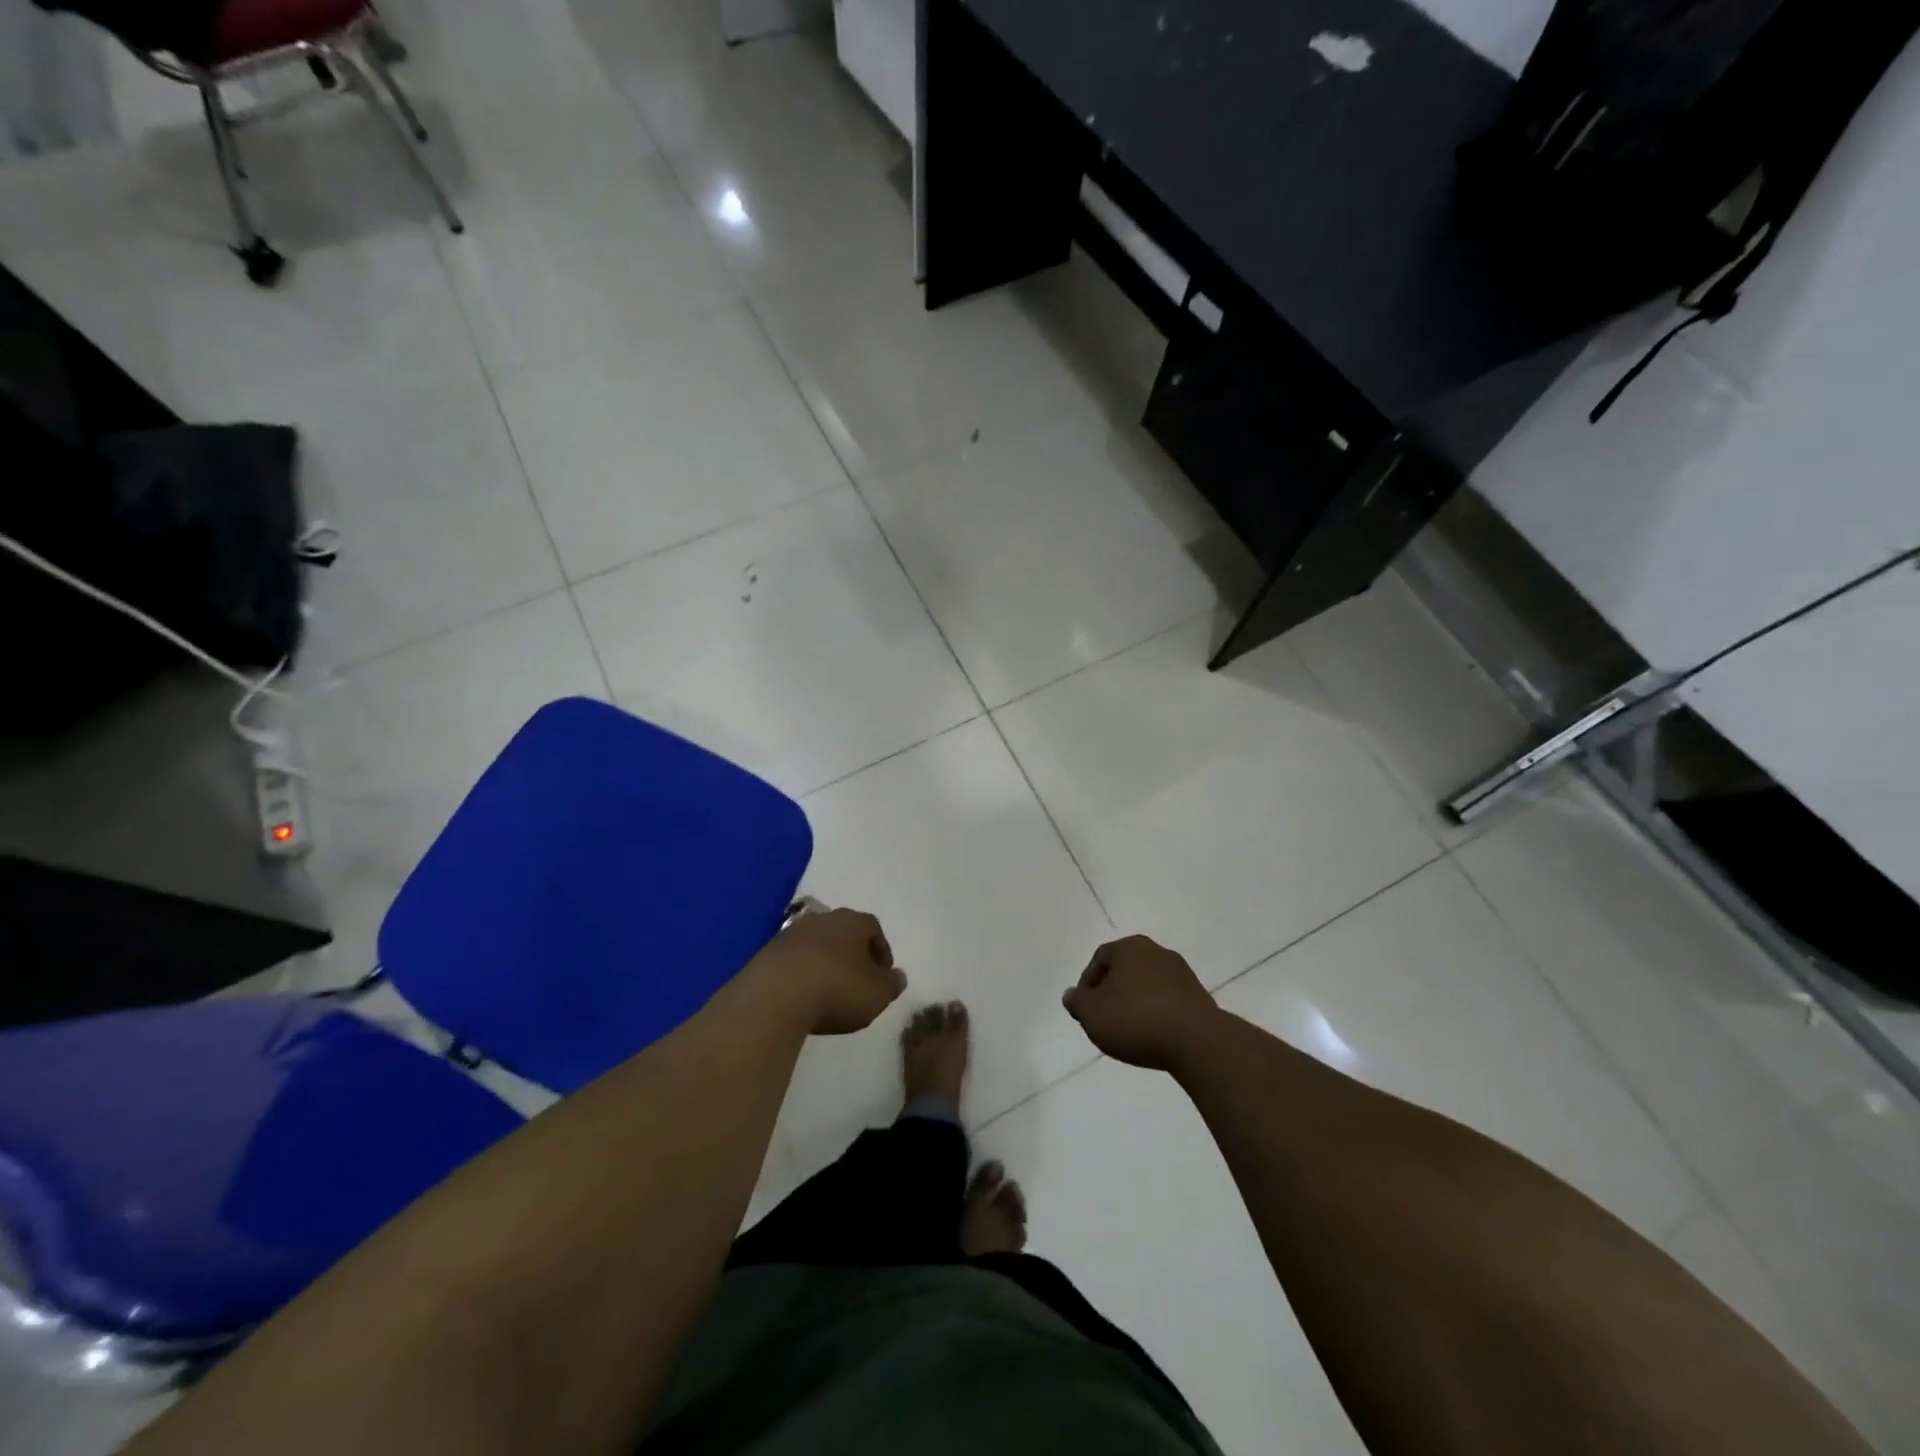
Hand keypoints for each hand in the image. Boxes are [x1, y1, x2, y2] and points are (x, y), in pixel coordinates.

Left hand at [768, 907, 905, 1035]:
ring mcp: (791, 933)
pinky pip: (793, 961)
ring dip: (824, 963)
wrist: (774, 996)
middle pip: (843, 932)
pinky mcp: (767, 953)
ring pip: (816, 945)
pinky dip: (801, 974)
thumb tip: (898, 976)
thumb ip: (892, 984)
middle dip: (852, 954)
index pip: (873, 928)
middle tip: (857, 981)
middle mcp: (822, 919)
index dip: (881, 950)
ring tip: (828, 991)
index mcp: (852, 921)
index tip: (883, 975)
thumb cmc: (837, 989)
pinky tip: (802, 996)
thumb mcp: (877, 994)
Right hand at [1063, 935, 1219, 1070]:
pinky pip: (1167, 1002)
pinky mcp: (1199, 997)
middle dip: (1111, 993)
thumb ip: (1076, 1002)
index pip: (1099, 958)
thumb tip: (1072, 995)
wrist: (1197, 1042)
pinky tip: (1153, 1036)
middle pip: (1124, 970)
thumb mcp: (1091, 1013)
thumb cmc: (1135, 1019)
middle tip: (1104, 1019)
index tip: (1085, 1010)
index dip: (1087, 984)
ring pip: (1147, 986)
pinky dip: (1156, 1014)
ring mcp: (1182, 974)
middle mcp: (1157, 952)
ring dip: (1135, 1004)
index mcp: (1130, 947)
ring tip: (1129, 1032)